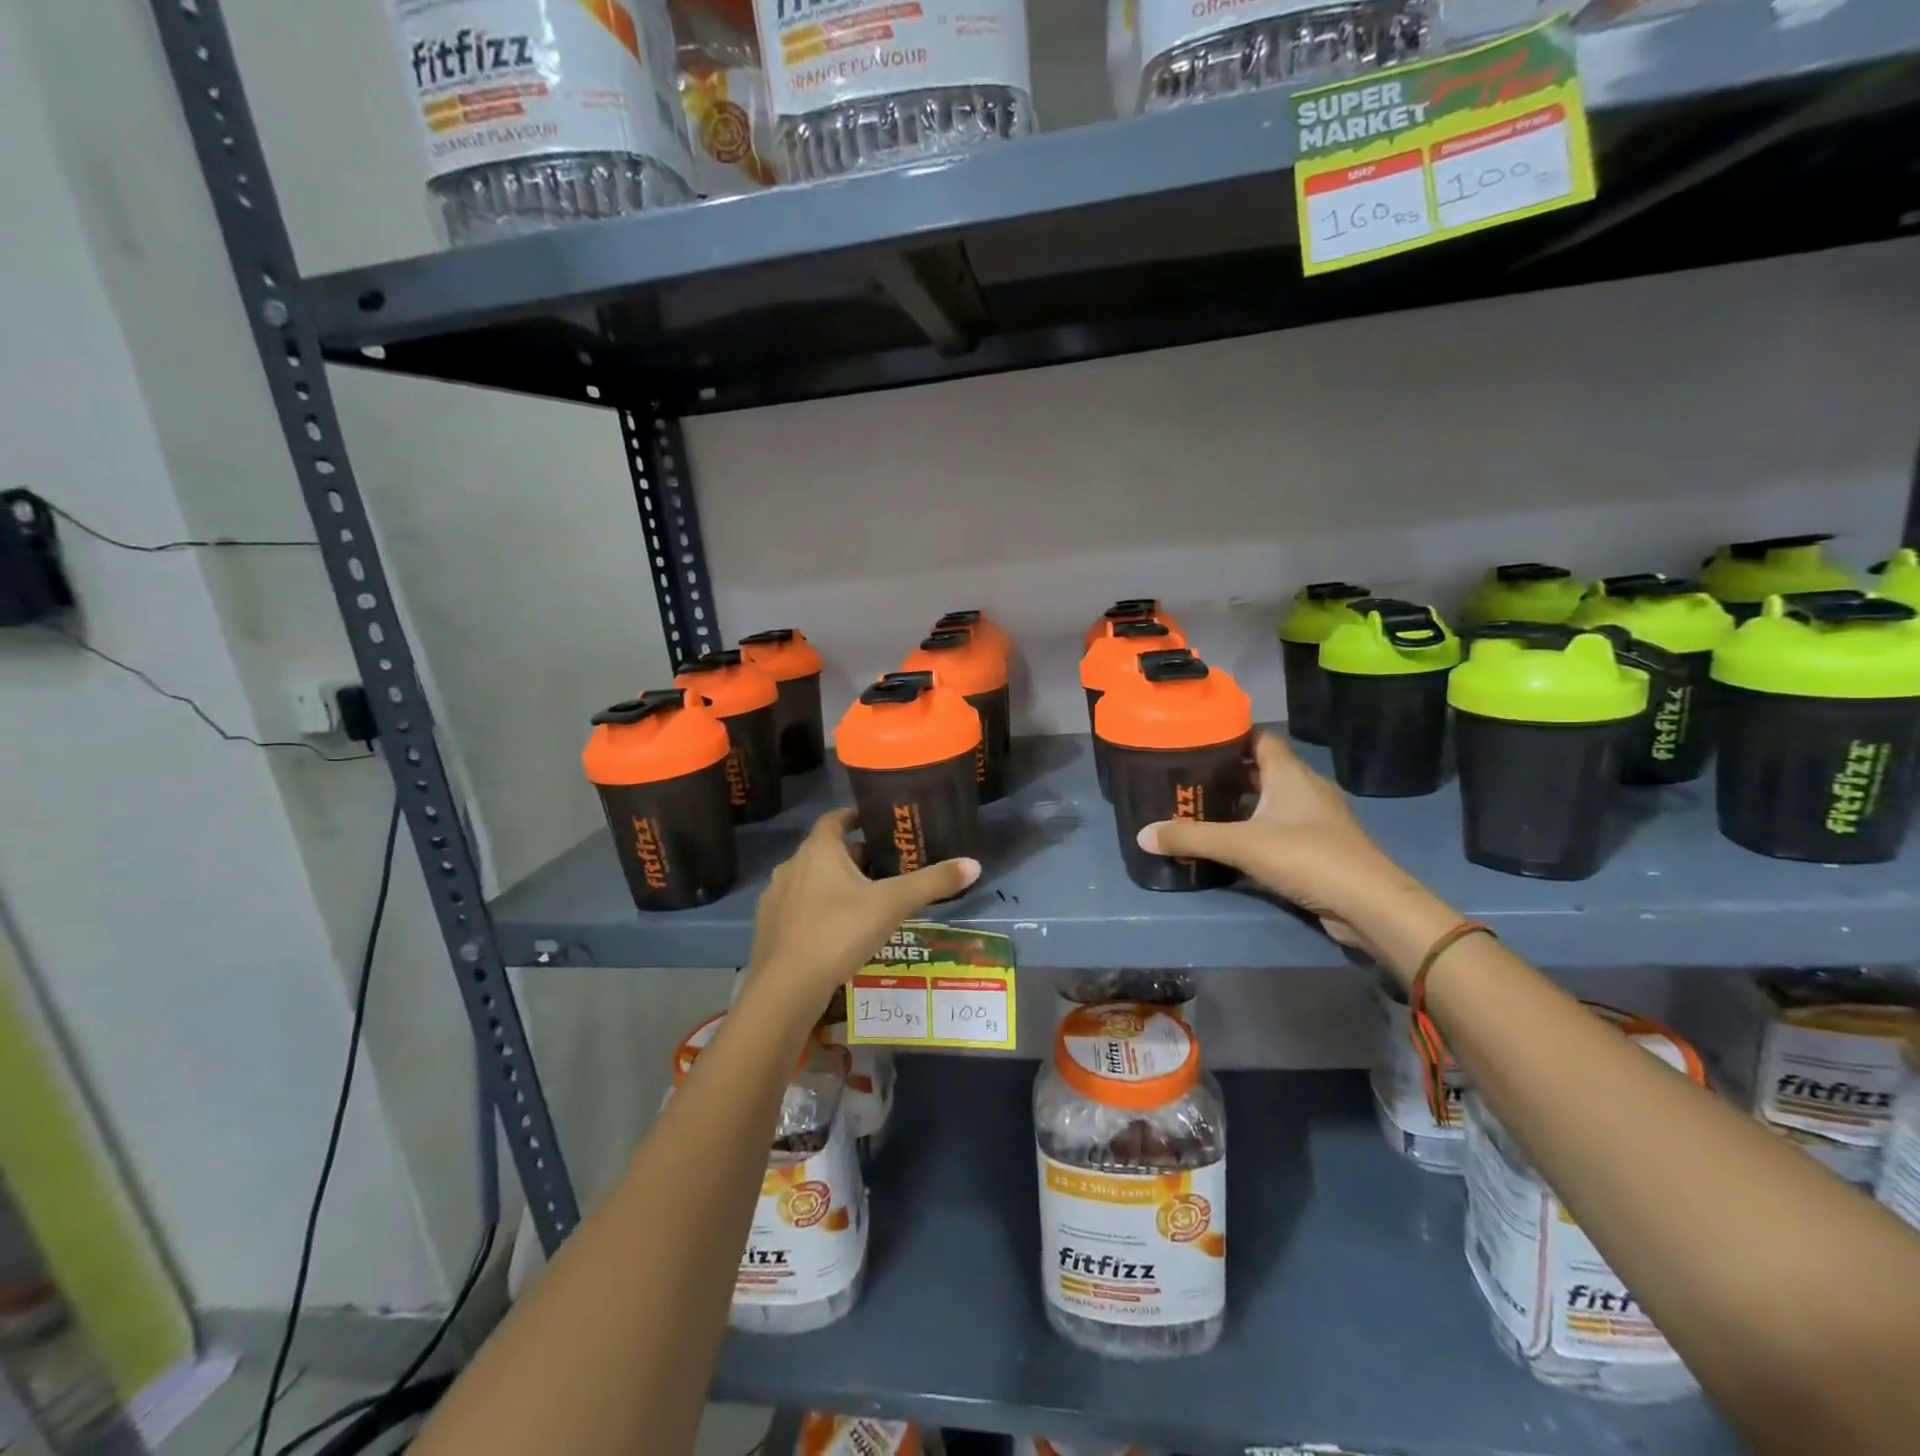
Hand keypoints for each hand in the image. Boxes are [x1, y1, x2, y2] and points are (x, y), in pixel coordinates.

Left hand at [745, 809, 979, 1014]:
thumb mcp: (893, 904)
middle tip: (884, 870)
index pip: (835, 818)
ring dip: (833, 885)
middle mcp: (792, 865)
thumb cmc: (839, 932)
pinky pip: (797, 907)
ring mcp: (776, 897)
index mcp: (819, 850)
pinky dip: (817, 910)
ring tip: (864, 902)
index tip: (876, 824)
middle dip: (853, 857)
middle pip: (826, 851)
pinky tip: (836, 932)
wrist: (786, 988)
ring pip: (810, 880)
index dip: (855, 818)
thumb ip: (932, 883)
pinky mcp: (768, 926)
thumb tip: (974, 864)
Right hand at [1136, 731, 1439, 954]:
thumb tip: (1142, 834)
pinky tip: (1234, 841)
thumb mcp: (1241, 845)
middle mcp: (1305, 787)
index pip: (1259, 737)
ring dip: (1243, 802)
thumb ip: (1191, 838)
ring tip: (1204, 806)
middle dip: (1228, 771)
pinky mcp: (1321, 845)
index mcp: (1290, 773)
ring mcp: (1317, 818)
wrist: (1370, 904)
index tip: (1196, 739)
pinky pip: (1282, 825)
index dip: (1230, 734)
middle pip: (1263, 768)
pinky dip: (1258, 827)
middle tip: (1189, 776)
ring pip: (1273, 798)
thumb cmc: (1306, 857)